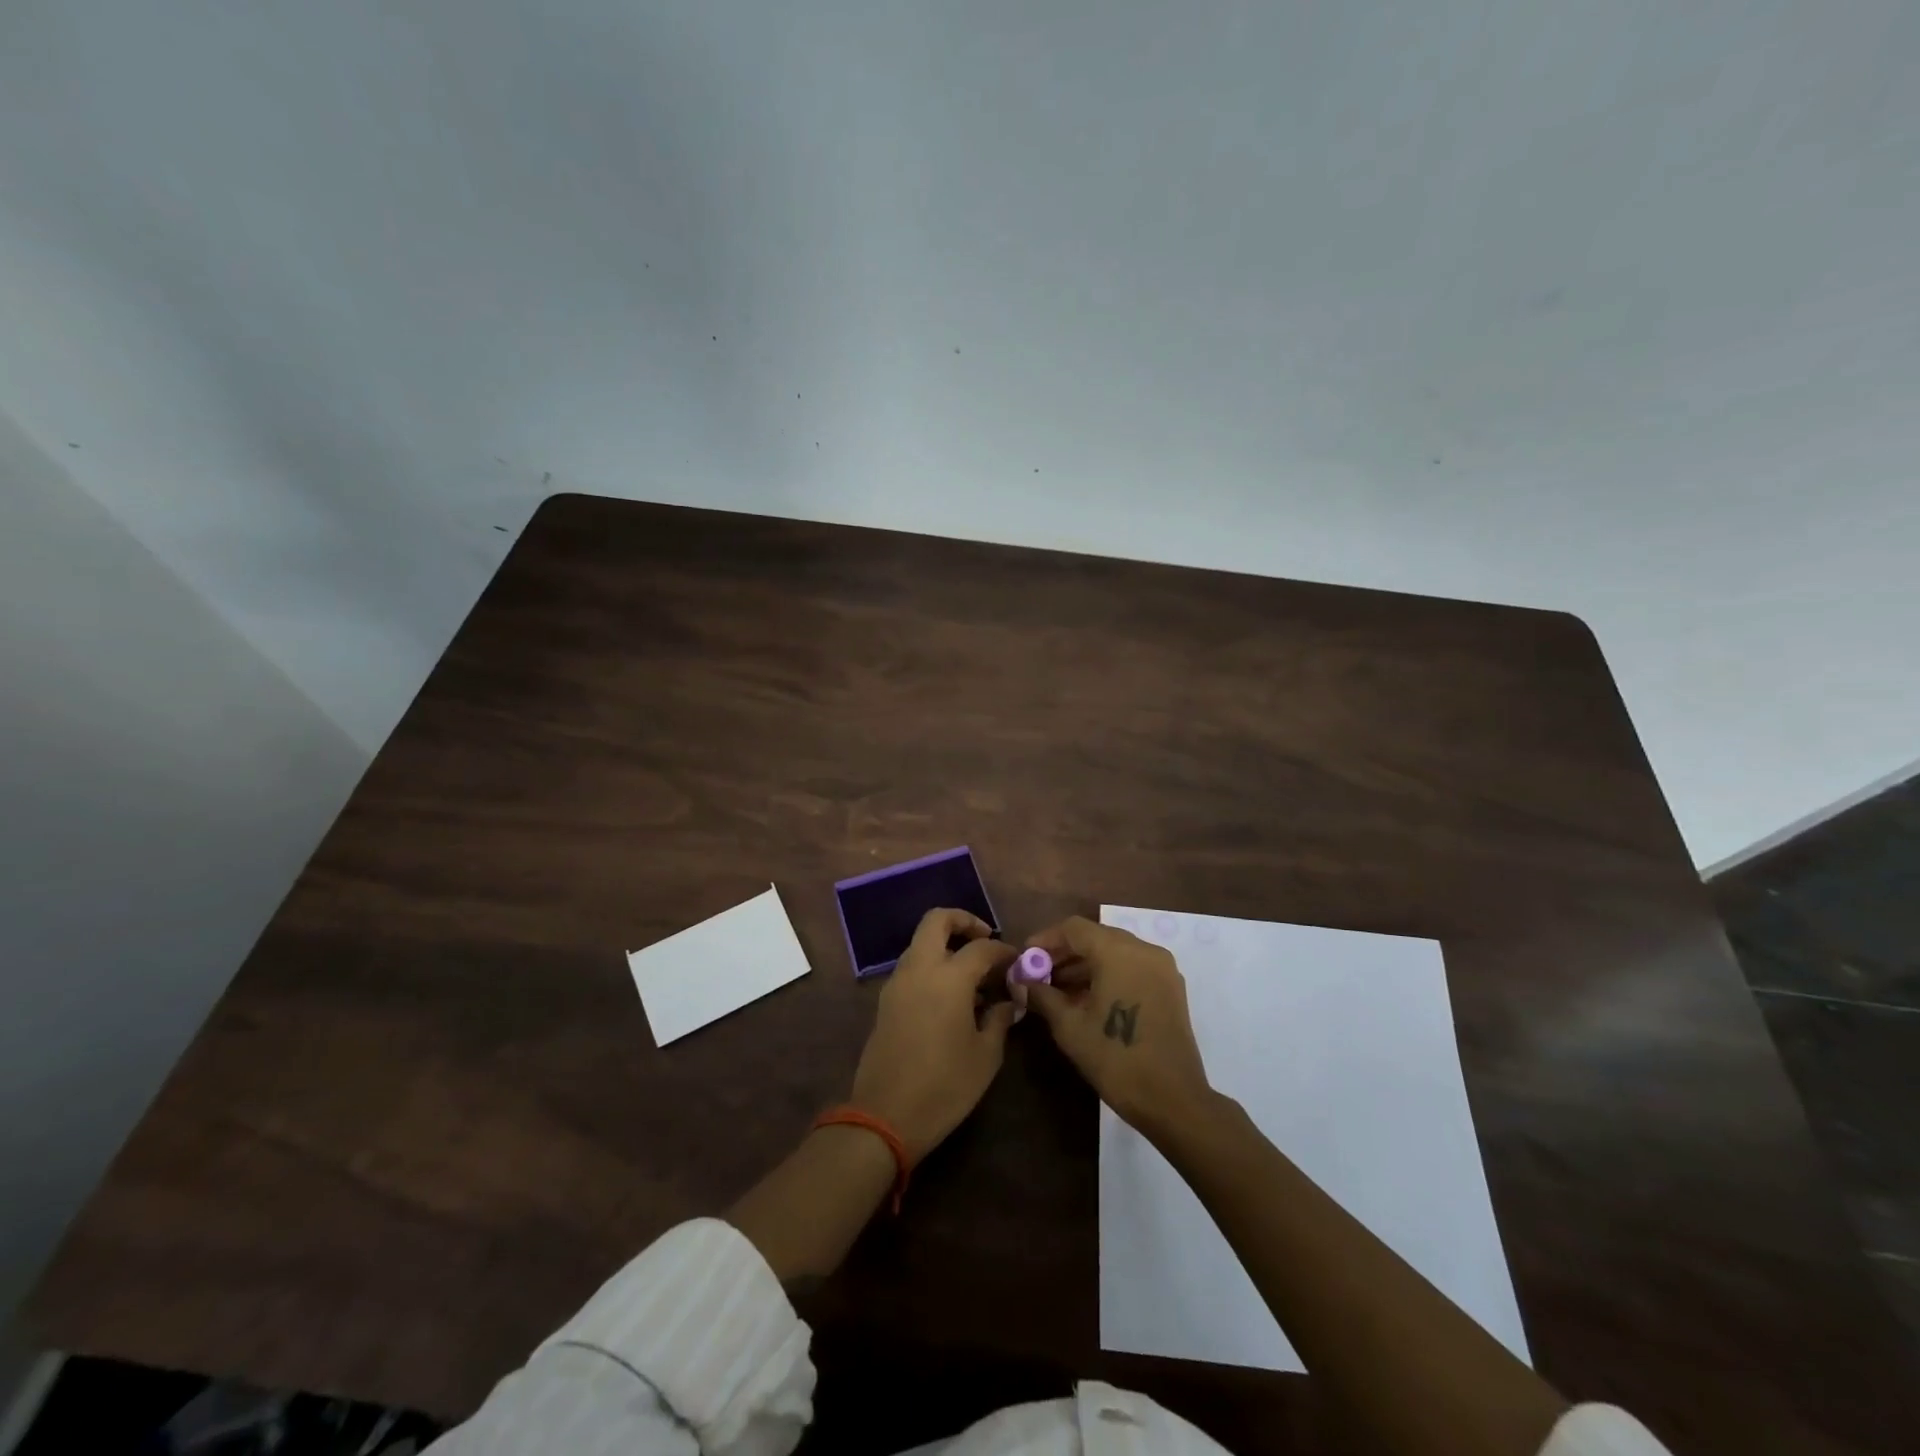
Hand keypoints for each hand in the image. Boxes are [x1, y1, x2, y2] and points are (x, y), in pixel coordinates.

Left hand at [849, 908, 1018, 1162]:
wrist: (885, 1115)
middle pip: (937, 920)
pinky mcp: (886, 1000)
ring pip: (921, 942)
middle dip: (963, 921)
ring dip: (945, 944)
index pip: (982, 947)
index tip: (1018, 962)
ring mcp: (898, 982)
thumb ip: (999, 1019)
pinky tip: (951, 996)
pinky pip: (912, 966)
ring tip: (971, 974)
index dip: (1004, 951)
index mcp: (949, 977)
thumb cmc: (944, 1086)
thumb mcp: (985, 1056)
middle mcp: (920, 968)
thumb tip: (1009, 1002)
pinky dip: (932, 965)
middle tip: (985, 941)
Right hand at [1024, 916, 1213, 1135]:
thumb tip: (1020, 981)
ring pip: (1115, 951)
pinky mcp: (1170, 987)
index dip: (1046, 939)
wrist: (1173, 1100)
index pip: (1074, 928)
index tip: (1026, 958)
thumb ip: (1042, 995)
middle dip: (1064, 953)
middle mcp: (1143, 949)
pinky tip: (1087, 998)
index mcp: (1118, 951)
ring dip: (1085, 965)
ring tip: (1058, 990)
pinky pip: (1132, 967)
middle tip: (1039, 974)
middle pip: (1096, 937)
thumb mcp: (1069, 1026)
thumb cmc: (1115, 1058)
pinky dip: (1108, 974)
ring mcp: (1161, 967)